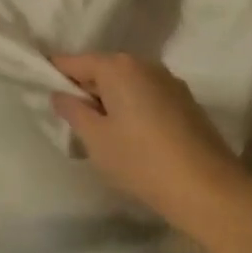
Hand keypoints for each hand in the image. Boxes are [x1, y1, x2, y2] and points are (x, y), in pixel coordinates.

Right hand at [51, 53, 247, 232]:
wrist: (209, 190)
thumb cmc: (142, 161)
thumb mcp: (96, 139)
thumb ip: (73, 110)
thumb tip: (60, 93)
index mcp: (118, 67)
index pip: (74, 62)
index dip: (55, 74)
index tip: (42, 90)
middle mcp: (144, 64)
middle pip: (102, 69)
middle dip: (86, 89)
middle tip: (72, 120)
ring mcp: (169, 81)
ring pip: (127, 83)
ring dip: (111, 100)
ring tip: (103, 133)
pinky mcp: (186, 101)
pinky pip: (147, 95)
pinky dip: (133, 108)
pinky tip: (133, 137)